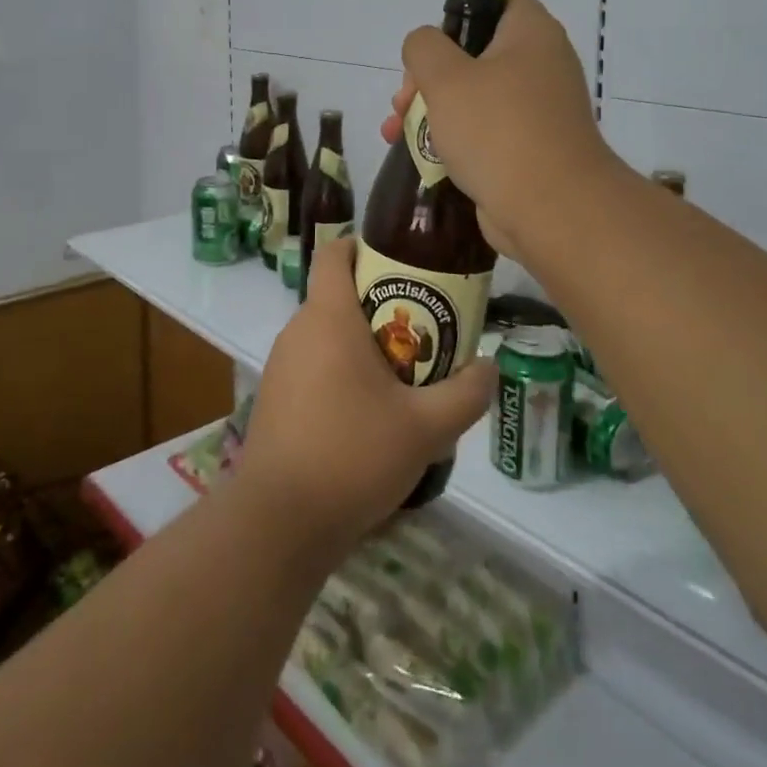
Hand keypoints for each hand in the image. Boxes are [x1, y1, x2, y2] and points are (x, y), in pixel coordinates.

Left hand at [239, 236, 498, 556]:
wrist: (279, 521)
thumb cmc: (352, 455)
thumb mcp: (425, 428)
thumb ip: (466, 393)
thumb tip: (490, 366)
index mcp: (328, 318)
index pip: (335, 253)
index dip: (364, 245)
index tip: (401, 260)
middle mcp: (298, 331)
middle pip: (339, 296)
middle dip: (381, 304)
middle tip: (424, 329)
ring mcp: (281, 365)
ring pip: (327, 335)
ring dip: (363, 344)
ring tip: (405, 376)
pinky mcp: (275, 398)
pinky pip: (314, 366)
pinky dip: (341, 372)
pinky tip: (369, 415)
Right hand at [379, 0, 614, 259]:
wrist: (550, 208)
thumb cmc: (497, 130)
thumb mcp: (445, 77)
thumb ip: (424, 47)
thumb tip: (425, 46)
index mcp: (531, 34)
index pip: (497, 0)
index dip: (457, 12)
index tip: (427, 44)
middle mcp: (541, 65)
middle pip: (475, 53)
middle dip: (428, 75)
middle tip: (403, 100)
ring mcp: (538, 110)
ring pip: (474, 96)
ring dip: (432, 110)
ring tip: (395, 132)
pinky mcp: (530, 149)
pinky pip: (484, 132)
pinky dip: (453, 139)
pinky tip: (419, 157)